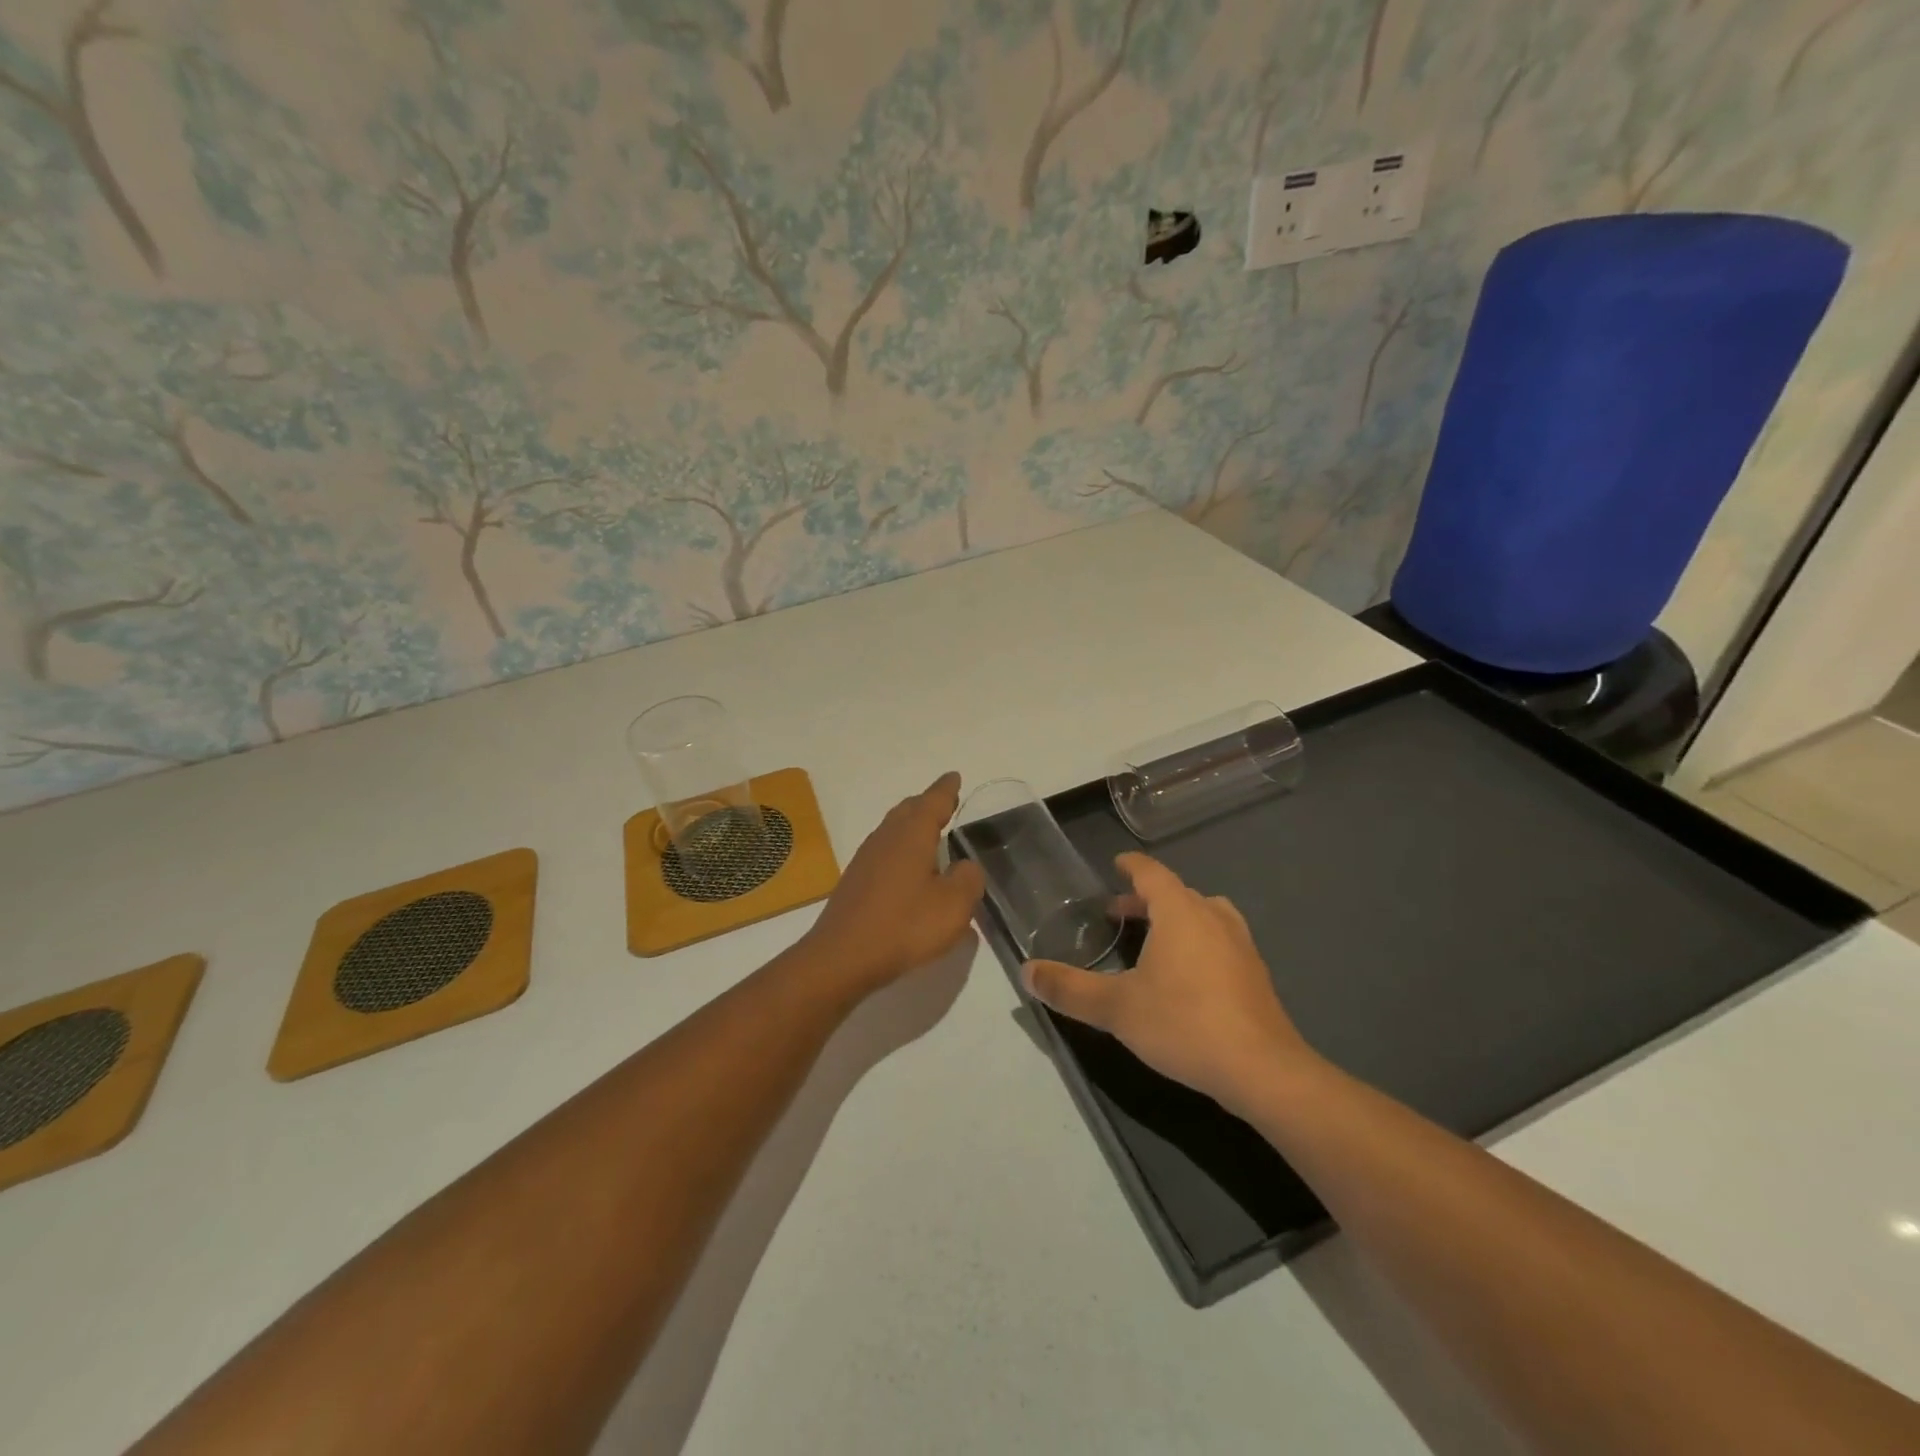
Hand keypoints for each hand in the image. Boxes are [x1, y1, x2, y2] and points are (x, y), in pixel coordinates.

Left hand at [800, 772, 985, 993]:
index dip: (947, 789)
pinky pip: (884, 850)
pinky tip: (907, 868)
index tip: (954, 777)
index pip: (934, 801)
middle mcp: (887, 837)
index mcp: (912, 834)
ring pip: (893, 828)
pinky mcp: (856, 881)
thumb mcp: (953, 906)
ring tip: (929, 831)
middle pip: (909, 809)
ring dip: (911, 825)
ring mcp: (867, 858)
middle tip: (944, 801)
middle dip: (928, 803)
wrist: (842, 956)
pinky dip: (900, 848)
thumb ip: (968, 880)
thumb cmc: (904, 925)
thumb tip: (965, 867)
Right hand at [1023, 853, 1310, 1113]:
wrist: (1262, 1070)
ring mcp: (1241, 945)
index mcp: (1180, 912)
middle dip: (1146, 899)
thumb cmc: (1184, 1024)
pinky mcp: (1255, 975)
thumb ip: (1070, 988)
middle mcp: (1213, 918)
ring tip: (1153, 940)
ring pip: (1203, 916)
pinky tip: (1186, 976)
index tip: (1116, 864)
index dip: (1132, 866)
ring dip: (1175, 919)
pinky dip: (1197, 942)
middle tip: (1119, 914)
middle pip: (1177, 894)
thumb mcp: (1116, 1008)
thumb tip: (1026, 971)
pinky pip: (1219, 941)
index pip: (1152, 873)